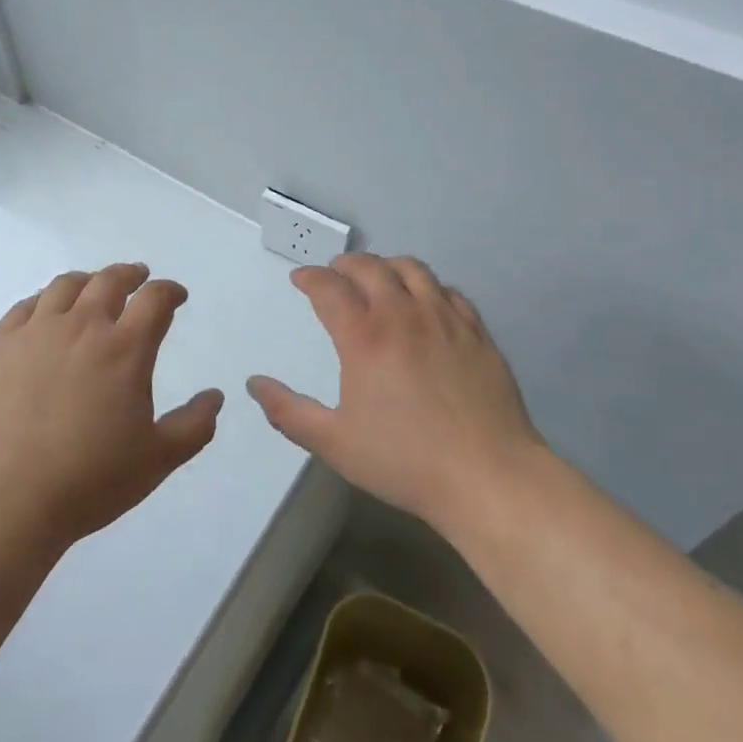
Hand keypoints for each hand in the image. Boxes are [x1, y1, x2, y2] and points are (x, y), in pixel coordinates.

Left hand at [0, 263, 223, 553]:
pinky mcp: (2, 346)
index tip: (176, 295)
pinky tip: (46, 310)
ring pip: (66, 285)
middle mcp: (83, 326)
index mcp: (125, 348)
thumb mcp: (157, 460)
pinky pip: (26, 306)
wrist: (4, 498)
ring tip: (94, 286)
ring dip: (88, 280)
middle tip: (139, 277)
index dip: (170, 291)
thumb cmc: (88, 480)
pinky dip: (43, 299)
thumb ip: (193, 426)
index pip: (155, 299)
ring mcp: (37, 332)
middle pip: (110, 280)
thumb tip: (216, 396)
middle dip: (130, 274)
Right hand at [247, 253, 540, 534]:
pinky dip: (426, 286)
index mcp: (363, 337)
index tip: (300, 279)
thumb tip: (254, 384)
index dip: (310, 277)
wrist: (488, 476)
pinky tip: (425, 302)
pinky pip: (448, 290)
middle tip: (334, 275)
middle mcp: (402, 314)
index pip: (328, 287)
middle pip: (369, 267)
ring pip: (411, 269)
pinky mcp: (476, 331)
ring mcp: (444, 318)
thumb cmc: (405, 461)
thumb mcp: (334, 443)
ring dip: (386, 266)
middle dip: (344, 265)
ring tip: (378, 278)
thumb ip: (288, 412)